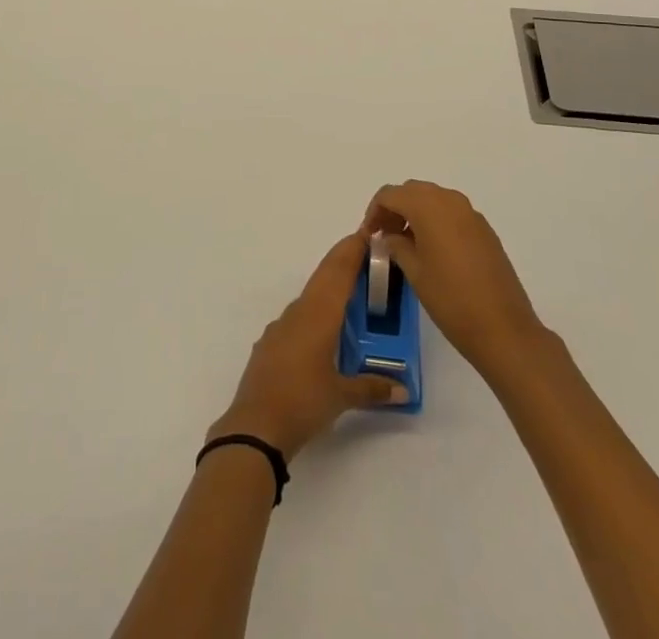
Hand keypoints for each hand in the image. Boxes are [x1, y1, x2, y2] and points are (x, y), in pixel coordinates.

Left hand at [209, 232, 409, 459]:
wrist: (255, 425)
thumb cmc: (302, 402)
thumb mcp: (342, 396)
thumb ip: (372, 388)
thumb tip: (403, 388)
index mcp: (318, 315)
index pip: (339, 272)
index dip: (352, 251)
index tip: (366, 233)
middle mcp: (299, 312)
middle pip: (324, 277)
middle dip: (343, 261)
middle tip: (364, 251)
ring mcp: (281, 326)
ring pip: (310, 295)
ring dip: (329, 285)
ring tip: (350, 288)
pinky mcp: (270, 343)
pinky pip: (298, 315)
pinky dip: (315, 309)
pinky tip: (322, 325)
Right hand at [364, 181, 548, 381]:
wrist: (504, 329)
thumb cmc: (451, 300)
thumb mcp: (414, 272)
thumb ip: (397, 246)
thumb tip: (390, 237)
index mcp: (429, 207)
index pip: (390, 194)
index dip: (375, 211)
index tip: (369, 235)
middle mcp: (450, 201)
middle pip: (413, 191)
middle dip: (395, 208)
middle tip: (384, 236)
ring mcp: (471, 214)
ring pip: (434, 200)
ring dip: (415, 213)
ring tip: (406, 244)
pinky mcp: (484, 230)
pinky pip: (452, 213)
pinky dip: (436, 221)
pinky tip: (432, 250)